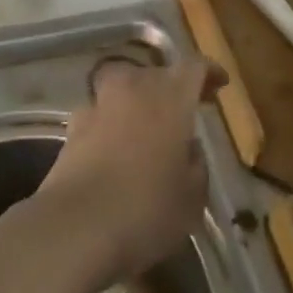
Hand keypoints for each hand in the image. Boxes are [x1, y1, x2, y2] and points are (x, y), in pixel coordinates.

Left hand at [34, 56, 227, 285]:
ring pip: (122, 85)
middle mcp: (134, 88)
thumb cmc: (146, 209)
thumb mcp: (191, 198)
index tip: (219, 83)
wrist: (76, 226)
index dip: (208, 72)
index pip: (194, 67)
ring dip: (136, 98)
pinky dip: (109, 121)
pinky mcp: (73, 125)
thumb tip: (189, 148)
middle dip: (171, 87)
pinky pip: (99, 112)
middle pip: (156, 72)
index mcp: (171, 97)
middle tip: (183, 111)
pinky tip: (113, 147)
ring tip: (145, 125)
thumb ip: (196, 166)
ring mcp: (100, 103)